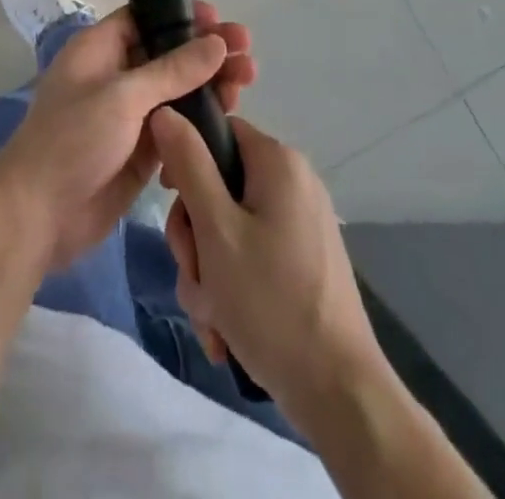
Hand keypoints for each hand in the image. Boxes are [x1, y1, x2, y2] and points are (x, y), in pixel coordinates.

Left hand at [0, 2, 254, 271]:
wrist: (38, 215)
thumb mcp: (123, 97)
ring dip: (211, 86)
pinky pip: (177, 127)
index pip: (145, 18)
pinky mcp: (141, 150)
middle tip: (248, 54)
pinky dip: (200, 123)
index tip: (219, 19)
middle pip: (169, 54)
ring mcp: (129, 114)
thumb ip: (173, 70)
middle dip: (207, 53)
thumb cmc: (73, 141)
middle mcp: (116, 76)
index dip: (182, 16)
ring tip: (246, 84)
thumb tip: (216, 42)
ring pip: (178, 91)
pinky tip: (227, 123)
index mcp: (100, 49)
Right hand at [150, 110, 384, 428]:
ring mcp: (301, 225)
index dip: (186, 161)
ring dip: (208, 271)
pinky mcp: (303, 261)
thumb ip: (188, 164)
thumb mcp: (216, 229)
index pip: (218, 132)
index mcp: (278, 162)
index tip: (170, 200)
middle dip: (195, 236)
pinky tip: (224, 330)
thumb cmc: (271, 301)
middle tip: (195, 273)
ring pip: (229, 229)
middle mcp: (293, 183)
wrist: (339, 393)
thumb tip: (165, 111)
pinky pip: (251, 257)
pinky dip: (231, 288)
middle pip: (219, 186)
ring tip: (212, 316)